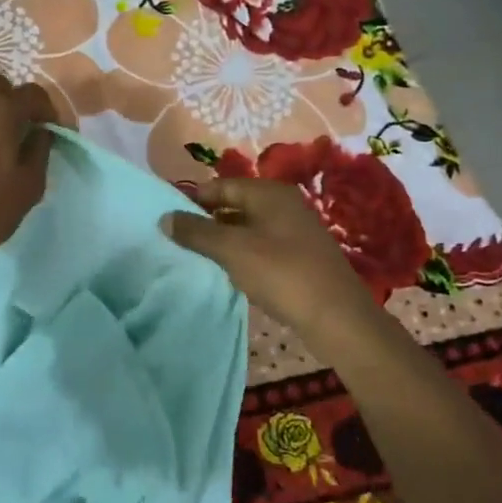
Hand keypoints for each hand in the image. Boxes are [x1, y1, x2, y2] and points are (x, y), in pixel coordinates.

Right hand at [163, 177, 379, 338]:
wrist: (337, 317)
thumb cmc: (281, 273)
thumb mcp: (232, 250)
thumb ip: (196, 232)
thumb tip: (164, 217)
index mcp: (269, 193)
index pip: (220, 185)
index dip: (192, 199)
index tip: (167, 217)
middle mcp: (283, 205)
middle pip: (233, 205)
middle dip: (205, 221)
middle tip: (176, 239)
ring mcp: (293, 231)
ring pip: (245, 228)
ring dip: (221, 240)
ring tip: (195, 257)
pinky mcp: (298, 256)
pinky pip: (259, 247)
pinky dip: (240, 255)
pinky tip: (227, 272)